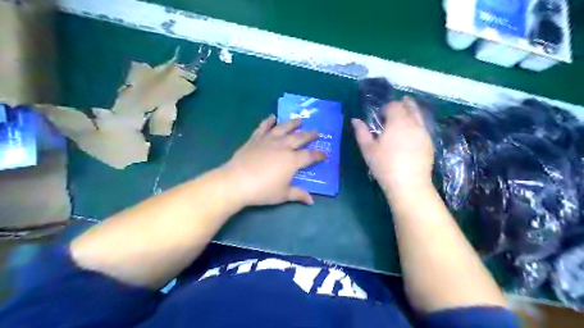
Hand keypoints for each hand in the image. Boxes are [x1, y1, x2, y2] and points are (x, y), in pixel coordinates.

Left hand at [221, 115, 326, 206]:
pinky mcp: (255, 139)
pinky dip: (268, 121)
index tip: (325, 154)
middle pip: (299, 138)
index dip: (319, 155)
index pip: (310, 156)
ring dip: (293, 123)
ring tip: (300, 119)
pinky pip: (264, 127)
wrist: (237, 181)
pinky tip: (272, 117)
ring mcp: (269, 140)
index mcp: (292, 160)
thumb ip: (298, 194)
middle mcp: (283, 146)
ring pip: (284, 128)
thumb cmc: (262, 190)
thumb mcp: (283, 195)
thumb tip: (311, 200)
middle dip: (310, 135)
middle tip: (316, 132)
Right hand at [351, 96, 433, 192]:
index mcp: (398, 121)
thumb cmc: (384, 165)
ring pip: (419, 116)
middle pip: (410, 106)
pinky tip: (410, 135)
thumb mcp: (368, 149)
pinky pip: (423, 127)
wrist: (409, 184)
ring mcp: (424, 133)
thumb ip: (361, 132)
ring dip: (411, 113)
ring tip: (403, 120)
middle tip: (394, 111)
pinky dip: (417, 125)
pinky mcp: (430, 143)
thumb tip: (355, 120)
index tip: (379, 117)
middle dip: (402, 105)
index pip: (394, 105)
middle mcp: (414, 123)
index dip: (386, 108)